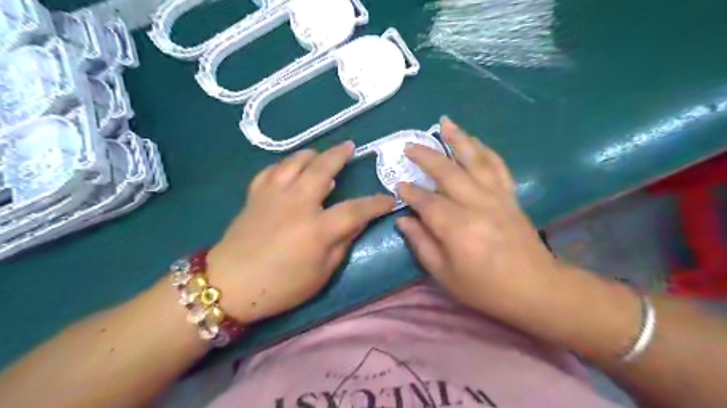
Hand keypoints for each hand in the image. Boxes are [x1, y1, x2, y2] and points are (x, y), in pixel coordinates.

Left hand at [207, 144, 394, 324]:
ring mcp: (273, 195)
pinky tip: (289, 169)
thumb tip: (358, 222)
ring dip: (311, 155)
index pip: (356, 209)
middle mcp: (297, 203)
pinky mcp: (255, 196)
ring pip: (294, 162)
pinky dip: (284, 165)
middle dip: (340, 155)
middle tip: (350, 147)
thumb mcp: (321, 274)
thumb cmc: (280, 287)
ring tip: (320, 154)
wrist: (228, 285)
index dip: (376, 203)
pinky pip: (271, 171)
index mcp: (317, 228)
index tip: (389, 200)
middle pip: (323, 169)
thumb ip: (342, 244)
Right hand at [397, 118, 560, 318]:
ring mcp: (496, 196)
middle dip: (426, 156)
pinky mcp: (511, 196)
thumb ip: (421, 244)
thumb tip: (403, 220)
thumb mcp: (445, 275)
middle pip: (447, 171)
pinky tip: (477, 141)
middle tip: (410, 146)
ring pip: (474, 159)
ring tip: (445, 122)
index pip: (425, 200)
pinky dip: (486, 151)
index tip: (398, 185)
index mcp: (455, 225)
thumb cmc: (486, 287)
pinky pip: (498, 166)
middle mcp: (475, 203)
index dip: (409, 192)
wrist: (536, 288)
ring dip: (458, 139)